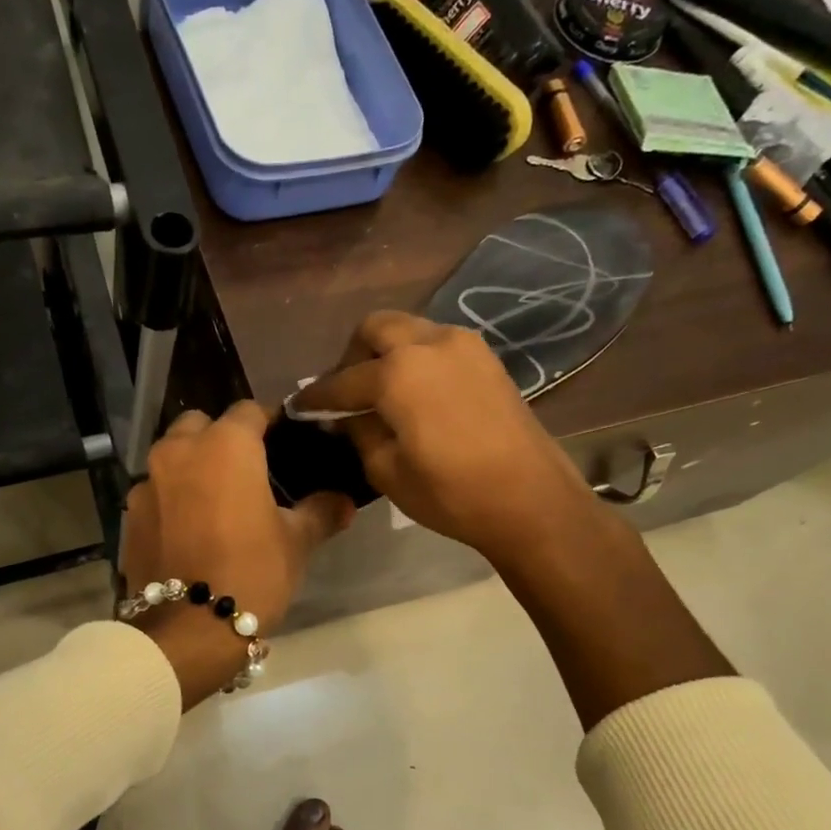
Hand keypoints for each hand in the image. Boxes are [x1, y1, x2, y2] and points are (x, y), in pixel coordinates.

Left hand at [120, 402, 354, 707]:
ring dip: (191, 465)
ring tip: (214, 499)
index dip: (268, 422)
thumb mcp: (296, 541)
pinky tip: (187, 527)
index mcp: (225, 445)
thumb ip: (320, 511)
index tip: (283, 442)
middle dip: (221, 437)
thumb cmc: (251, 572)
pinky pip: (155, 490)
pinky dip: (171, 496)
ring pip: (172, 455)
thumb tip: (345, 501)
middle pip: (200, 424)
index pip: (249, 410)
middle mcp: (180, 451)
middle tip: (245, 470)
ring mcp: (147, 482)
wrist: (188, 629)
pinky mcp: (129, 514)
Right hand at [287, 311, 600, 567]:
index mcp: (398, 372)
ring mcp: (464, 346)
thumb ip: (357, 431)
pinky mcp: (487, 359)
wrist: (531, 501)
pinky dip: (415, 358)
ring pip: (409, 330)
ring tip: (378, 393)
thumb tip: (343, 415)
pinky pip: (436, 344)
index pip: (342, 380)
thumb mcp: (385, 470)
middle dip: (352, 356)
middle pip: (376, 328)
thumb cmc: (450, 493)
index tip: (299, 406)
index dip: (316, 396)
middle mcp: (430, 343)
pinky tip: (412, 394)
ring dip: (385, 353)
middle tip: (345, 393)